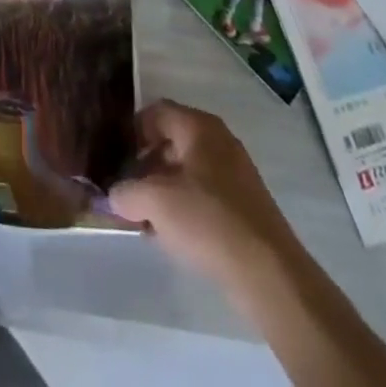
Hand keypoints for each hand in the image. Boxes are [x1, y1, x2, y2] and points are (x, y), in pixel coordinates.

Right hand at [109, 100, 289, 280]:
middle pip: (171, 140)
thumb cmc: (208, 220)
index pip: (156, 112)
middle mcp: (219, 140)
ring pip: (188, 169)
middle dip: (146, 164)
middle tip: (128, 190)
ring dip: (164, 188)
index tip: (117, 158)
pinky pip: (206, 192)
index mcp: (199, 126)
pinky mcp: (246, 204)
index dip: (132, 131)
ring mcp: (236, 172)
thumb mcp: (155, 203)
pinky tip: (175, 234)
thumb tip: (115, 194)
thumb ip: (126, 192)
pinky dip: (186, 205)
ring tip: (147, 217)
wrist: (270, 274)